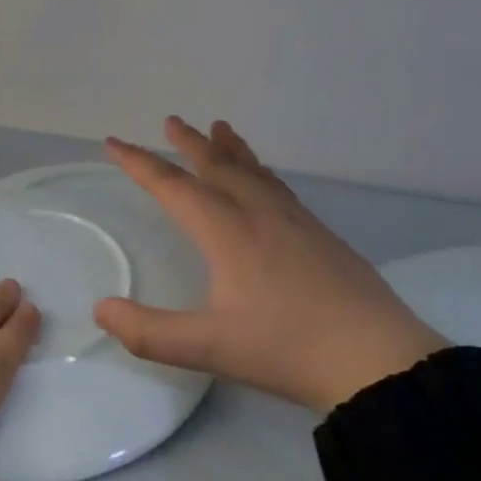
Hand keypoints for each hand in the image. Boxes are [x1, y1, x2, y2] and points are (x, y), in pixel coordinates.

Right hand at [95, 117, 448, 411]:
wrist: (379, 360)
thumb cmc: (287, 348)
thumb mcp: (208, 347)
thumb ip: (148, 332)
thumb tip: (101, 309)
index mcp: (227, 231)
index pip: (172, 186)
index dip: (139, 163)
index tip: (114, 143)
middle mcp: (259, 215)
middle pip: (218, 166)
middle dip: (190, 143)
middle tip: (172, 121)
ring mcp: (296, 223)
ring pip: (255, 172)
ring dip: (231, 150)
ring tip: (221, 129)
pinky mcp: (322, 237)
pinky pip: (280, 188)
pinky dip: (261, 172)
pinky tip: (267, 182)